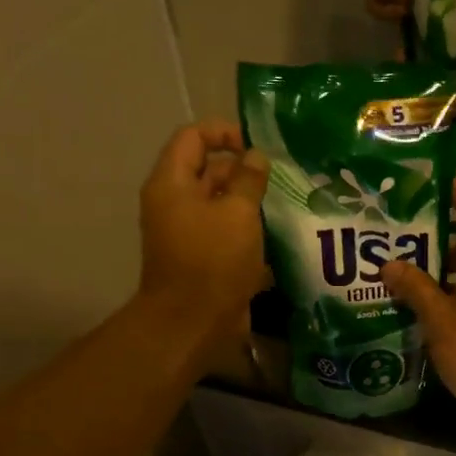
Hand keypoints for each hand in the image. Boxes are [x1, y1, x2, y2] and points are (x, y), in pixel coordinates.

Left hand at [138, 121, 269, 352]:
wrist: (193, 322)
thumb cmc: (214, 260)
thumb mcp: (238, 213)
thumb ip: (249, 180)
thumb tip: (256, 157)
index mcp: (172, 183)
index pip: (193, 137)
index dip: (225, 132)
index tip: (258, 148)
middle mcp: (174, 202)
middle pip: (207, 169)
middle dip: (243, 170)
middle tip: (280, 180)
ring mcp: (187, 231)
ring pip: (220, 202)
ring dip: (249, 201)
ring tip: (282, 205)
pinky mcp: (201, 256)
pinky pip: (224, 230)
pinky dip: (246, 228)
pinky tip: (275, 234)